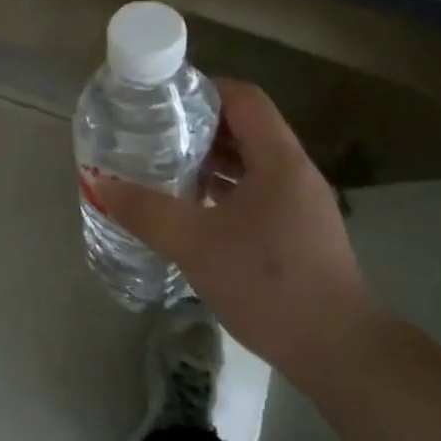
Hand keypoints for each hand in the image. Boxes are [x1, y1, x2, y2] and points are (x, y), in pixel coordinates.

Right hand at [92, 79, 377, 390]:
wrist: (337, 350)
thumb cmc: (268, 284)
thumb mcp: (196, 245)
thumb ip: (148, 212)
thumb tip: (103, 186)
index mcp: (279, 159)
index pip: (244, 97)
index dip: (204, 90)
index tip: (164, 102)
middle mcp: (295, 172)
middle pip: (246, 128)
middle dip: (200, 128)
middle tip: (155, 136)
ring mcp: (302, 203)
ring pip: (252, 163)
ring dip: (212, 162)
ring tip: (168, 170)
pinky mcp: (301, 232)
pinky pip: (259, 192)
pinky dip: (226, 190)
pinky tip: (196, 212)